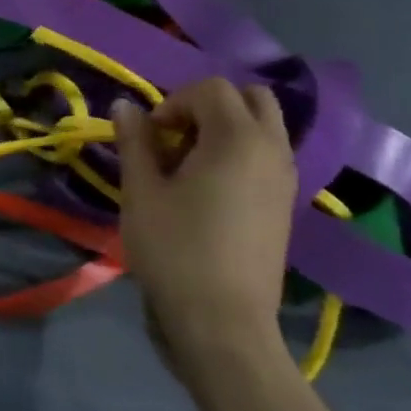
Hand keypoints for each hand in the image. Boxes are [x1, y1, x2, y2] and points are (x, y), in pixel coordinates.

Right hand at [113, 78, 296, 385]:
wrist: (222, 321)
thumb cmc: (174, 250)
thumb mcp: (141, 192)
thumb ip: (134, 141)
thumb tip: (125, 105)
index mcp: (237, 138)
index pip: (210, 89)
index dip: (172, 102)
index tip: (149, 136)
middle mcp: (272, 149)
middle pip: (250, 98)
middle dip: (208, 106)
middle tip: (174, 139)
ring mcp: (286, 177)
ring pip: (263, 126)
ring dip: (226, 129)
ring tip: (188, 166)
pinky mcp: (286, 204)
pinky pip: (267, 155)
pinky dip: (240, 153)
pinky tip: (208, 190)